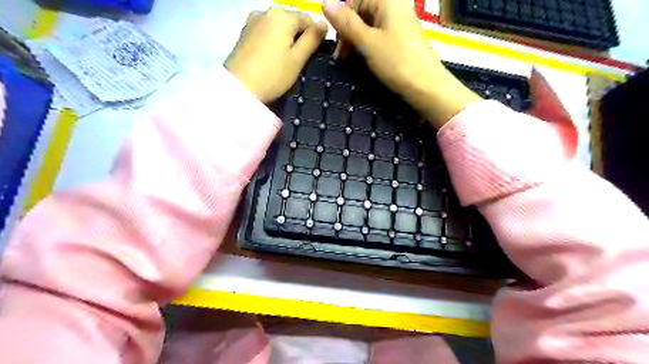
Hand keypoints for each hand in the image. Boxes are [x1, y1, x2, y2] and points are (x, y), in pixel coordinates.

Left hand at [226, 8, 327, 101]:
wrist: (238, 87)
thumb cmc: (273, 75)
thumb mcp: (297, 59)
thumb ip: (312, 39)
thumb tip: (324, 23)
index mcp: (282, 15)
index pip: (308, 19)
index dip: (313, 37)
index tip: (311, 57)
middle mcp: (266, 11)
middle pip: (292, 21)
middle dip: (298, 38)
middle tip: (297, 62)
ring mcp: (252, 20)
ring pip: (278, 27)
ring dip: (285, 40)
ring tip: (283, 62)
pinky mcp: (244, 31)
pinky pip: (266, 32)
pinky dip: (272, 41)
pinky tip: (270, 58)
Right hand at [322, 0, 478, 126]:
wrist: (427, 86)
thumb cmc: (396, 62)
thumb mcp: (367, 42)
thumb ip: (346, 23)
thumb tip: (324, 1)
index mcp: (387, 0)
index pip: (355, 1)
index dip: (342, 21)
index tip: (336, 45)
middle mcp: (395, 6)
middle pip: (362, 12)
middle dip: (348, 33)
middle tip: (342, 57)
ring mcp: (400, 22)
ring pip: (370, 25)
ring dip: (356, 41)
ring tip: (350, 61)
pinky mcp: (402, 37)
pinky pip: (380, 35)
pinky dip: (369, 46)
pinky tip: (365, 59)